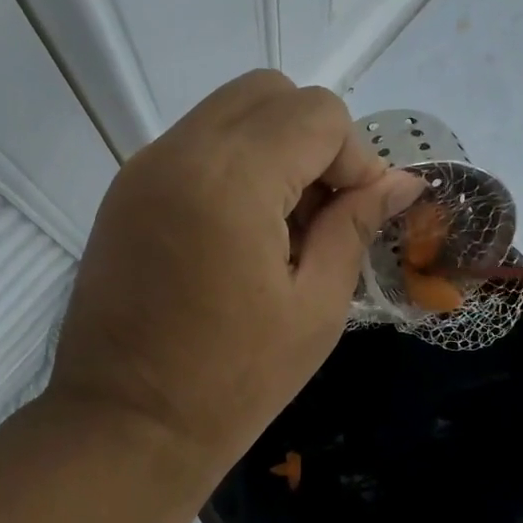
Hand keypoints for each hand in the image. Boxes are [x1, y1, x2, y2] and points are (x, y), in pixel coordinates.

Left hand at [50, 70, 423, 474]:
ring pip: (227, 115)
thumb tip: (401, 182)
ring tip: (282, 232)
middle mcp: (178, 152)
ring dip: (272, 152)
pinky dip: (230, 168)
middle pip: (268, 94)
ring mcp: (141, 170)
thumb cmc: (232, 383)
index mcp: (232, 178)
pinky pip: (192, 148)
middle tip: (324, 216)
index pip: (317, 114)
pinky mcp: (122, 196)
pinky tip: (239, 237)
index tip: (360, 217)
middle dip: (313, 141)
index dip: (355, 158)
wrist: (126, 427)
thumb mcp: (315, 309)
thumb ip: (355, 228)